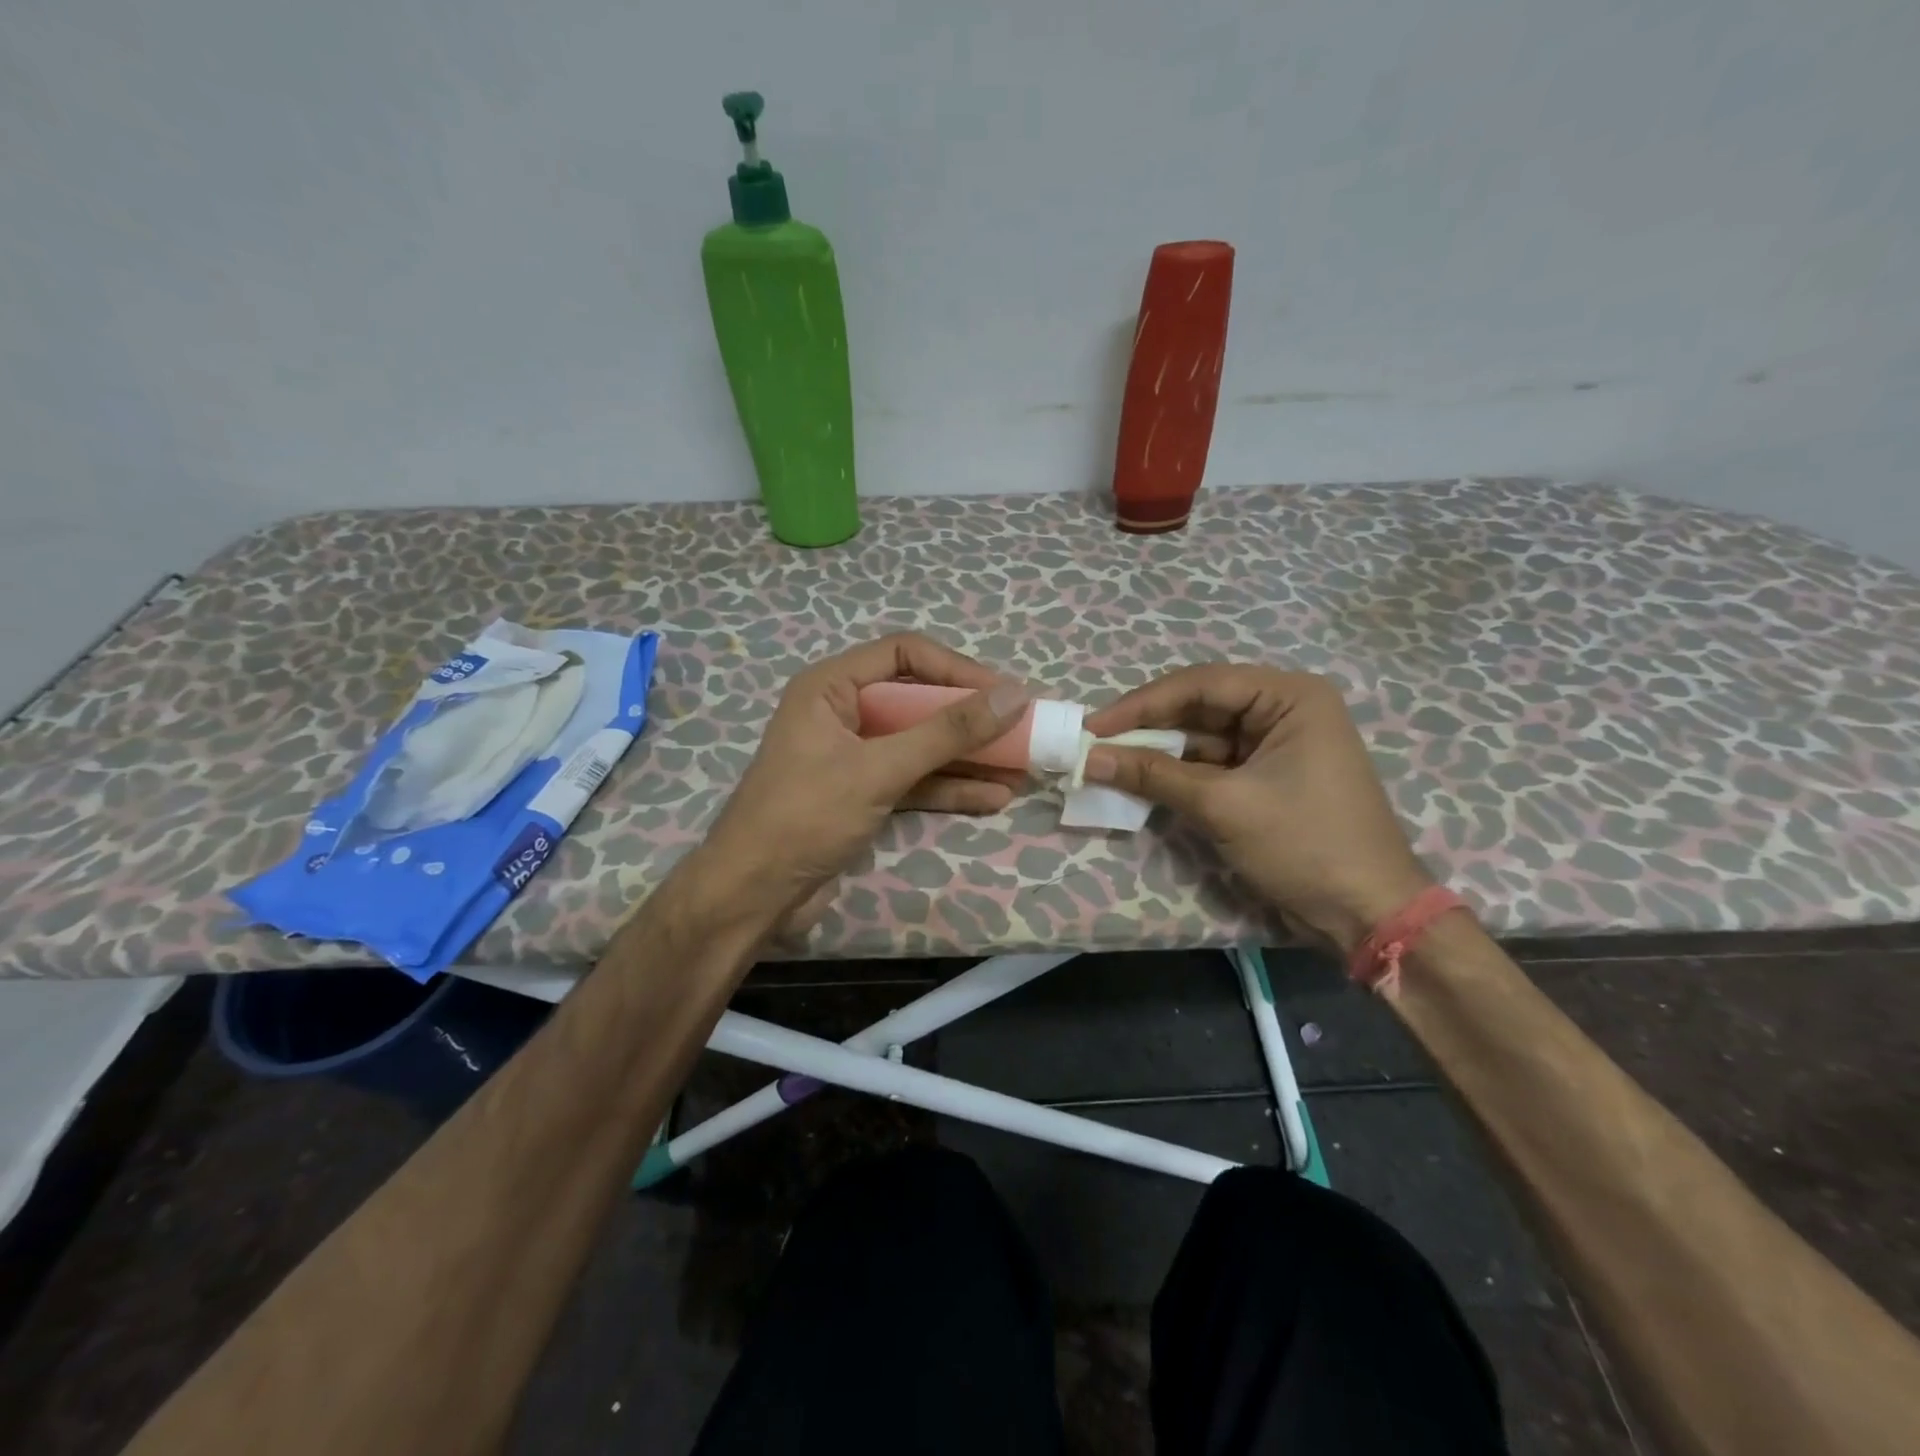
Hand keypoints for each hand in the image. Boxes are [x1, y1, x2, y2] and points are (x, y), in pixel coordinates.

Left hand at [686, 633, 1031, 936]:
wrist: (752, 896)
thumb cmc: (805, 816)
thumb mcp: (880, 769)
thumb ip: (947, 733)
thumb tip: (1014, 696)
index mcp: (831, 687)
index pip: (904, 654)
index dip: (957, 669)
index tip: (1004, 694)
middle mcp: (843, 713)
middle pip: (918, 701)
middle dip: (970, 718)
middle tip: (1021, 729)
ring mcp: (854, 756)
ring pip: (921, 744)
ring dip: (967, 757)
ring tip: (1021, 768)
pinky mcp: (863, 794)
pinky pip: (914, 779)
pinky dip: (950, 788)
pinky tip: (992, 798)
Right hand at [1083, 666, 1431, 953]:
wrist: (1367, 914)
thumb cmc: (1304, 845)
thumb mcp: (1223, 806)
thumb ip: (1154, 775)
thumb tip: (1089, 758)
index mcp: (1290, 697)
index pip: (1201, 684)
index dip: (1141, 704)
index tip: (1093, 727)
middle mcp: (1285, 709)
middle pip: (1200, 706)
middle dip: (1147, 727)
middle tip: (1094, 744)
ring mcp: (1276, 744)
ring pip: (1202, 737)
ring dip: (1158, 752)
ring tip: (1107, 762)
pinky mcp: (1267, 776)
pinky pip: (1213, 764)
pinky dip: (1178, 774)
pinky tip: (1141, 781)